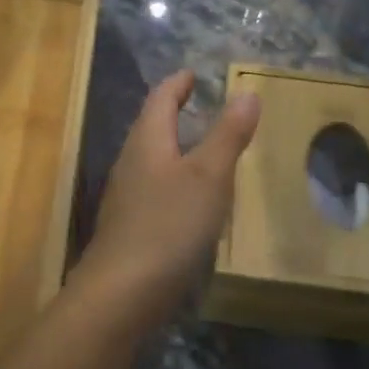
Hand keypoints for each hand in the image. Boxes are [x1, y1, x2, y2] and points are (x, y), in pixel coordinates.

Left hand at [74, 70, 260, 309]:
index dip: (177, 84)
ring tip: (197, 147)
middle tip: (195, 104)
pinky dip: (172, 180)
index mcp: (147, 142)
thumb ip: (227, 134)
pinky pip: (152, 189)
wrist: (121, 293)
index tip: (191, 74)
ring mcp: (125, 198)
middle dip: (171, 113)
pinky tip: (187, 200)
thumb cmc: (169, 225)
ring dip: (171, 147)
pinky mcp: (129, 228)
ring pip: (150, 160)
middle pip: (150, 128)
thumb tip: (247, 93)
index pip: (160, 100)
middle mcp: (130, 163)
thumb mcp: (209, 176)